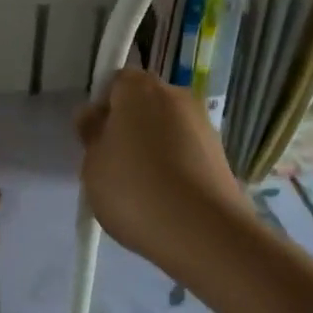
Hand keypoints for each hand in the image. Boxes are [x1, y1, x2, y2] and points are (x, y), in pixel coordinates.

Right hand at [75, 69, 251, 275]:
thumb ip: (91, 135)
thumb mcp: (93, 165)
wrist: (202, 231)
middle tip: (114, 164)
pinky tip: (166, 198)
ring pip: (167, 128)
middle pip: (145, 103)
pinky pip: (187, 151)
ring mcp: (204, 123)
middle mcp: (176, 95)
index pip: (116, 81)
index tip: (96, 138)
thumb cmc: (134, 190)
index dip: (103, 107)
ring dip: (154, 146)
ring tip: (142, 188)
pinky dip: (175, 165)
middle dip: (130, 126)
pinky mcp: (221, 153)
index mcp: (139, 88)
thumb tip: (94, 116)